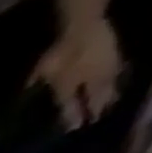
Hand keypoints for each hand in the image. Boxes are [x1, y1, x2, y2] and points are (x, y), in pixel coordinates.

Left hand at [31, 15, 123, 130]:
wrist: (86, 25)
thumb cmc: (60, 49)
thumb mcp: (44, 68)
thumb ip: (37, 80)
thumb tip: (29, 90)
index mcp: (70, 86)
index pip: (72, 105)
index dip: (74, 116)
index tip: (78, 127)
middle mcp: (90, 79)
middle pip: (95, 95)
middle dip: (98, 105)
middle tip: (101, 115)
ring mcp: (105, 65)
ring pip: (110, 82)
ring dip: (112, 92)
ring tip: (115, 99)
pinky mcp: (115, 53)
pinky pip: (118, 69)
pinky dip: (120, 75)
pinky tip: (123, 74)